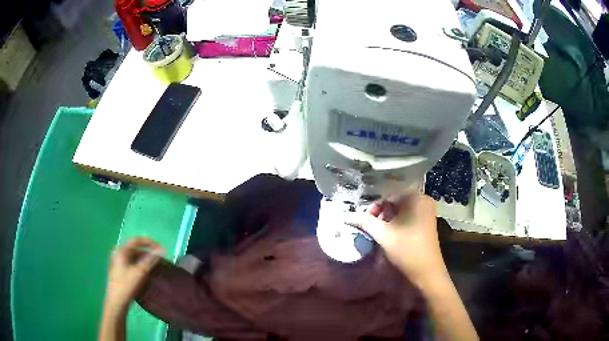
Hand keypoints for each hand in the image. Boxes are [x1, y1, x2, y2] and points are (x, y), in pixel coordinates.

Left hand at [104, 237, 164, 312]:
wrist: (117, 302)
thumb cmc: (127, 285)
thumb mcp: (140, 272)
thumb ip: (150, 260)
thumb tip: (161, 250)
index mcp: (121, 250)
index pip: (137, 240)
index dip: (151, 243)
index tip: (162, 250)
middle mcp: (118, 252)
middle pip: (136, 248)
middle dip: (149, 253)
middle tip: (160, 260)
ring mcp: (118, 261)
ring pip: (134, 257)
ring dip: (145, 260)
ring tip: (155, 267)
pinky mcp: (120, 269)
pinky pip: (132, 263)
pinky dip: (141, 265)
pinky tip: (147, 273)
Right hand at [358, 194, 446, 287]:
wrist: (427, 273)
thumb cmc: (407, 250)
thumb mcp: (383, 235)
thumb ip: (364, 222)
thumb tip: (344, 216)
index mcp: (416, 198)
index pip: (388, 193)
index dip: (374, 206)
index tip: (365, 220)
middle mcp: (423, 200)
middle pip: (395, 200)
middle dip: (380, 212)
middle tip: (370, 226)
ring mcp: (426, 211)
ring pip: (401, 209)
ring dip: (387, 218)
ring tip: (378, 232)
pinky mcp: (426, 222)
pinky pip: (407, 216)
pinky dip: (396, 222)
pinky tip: (390, 234)